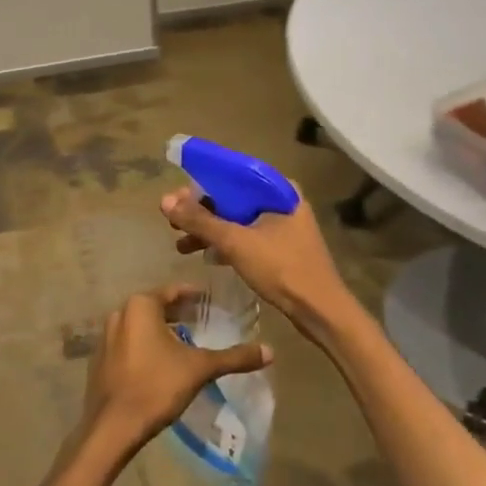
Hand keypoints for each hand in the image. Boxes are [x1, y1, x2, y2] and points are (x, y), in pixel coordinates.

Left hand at [81, 286, 270, 456]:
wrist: (113, 426)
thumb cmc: (157, 386)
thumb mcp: (200, 368)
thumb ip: (235, 357)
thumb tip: (270, 351)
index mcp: (140, 306)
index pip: (173, 291)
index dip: (194, 296)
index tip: (211, 302)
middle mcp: (119, 313)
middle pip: (156, 307)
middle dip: (179, 313)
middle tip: (203, 321)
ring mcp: (105, 336)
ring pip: (140, 326)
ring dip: (161, 330)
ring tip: (186, 342)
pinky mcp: (100, 359)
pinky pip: (128, 343)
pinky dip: (145, 345)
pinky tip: (161, 362)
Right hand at [160, 188, 354, 342]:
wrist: (320, 311)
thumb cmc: (281, 268)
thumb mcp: (235, 242)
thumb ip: (200, 221)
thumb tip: (165, 201)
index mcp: (279, 190)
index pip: (233, 174)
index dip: (201, 183)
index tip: (175, 197)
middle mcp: (283, 202)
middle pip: (234, 198)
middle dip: (202, 210)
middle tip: (172, 221)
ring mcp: (285, 227)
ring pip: (239, 220)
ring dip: (210, 230)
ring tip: (181, 244)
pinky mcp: (282, 249)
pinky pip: (247, 238)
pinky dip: (226, 244)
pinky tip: (206, 257)